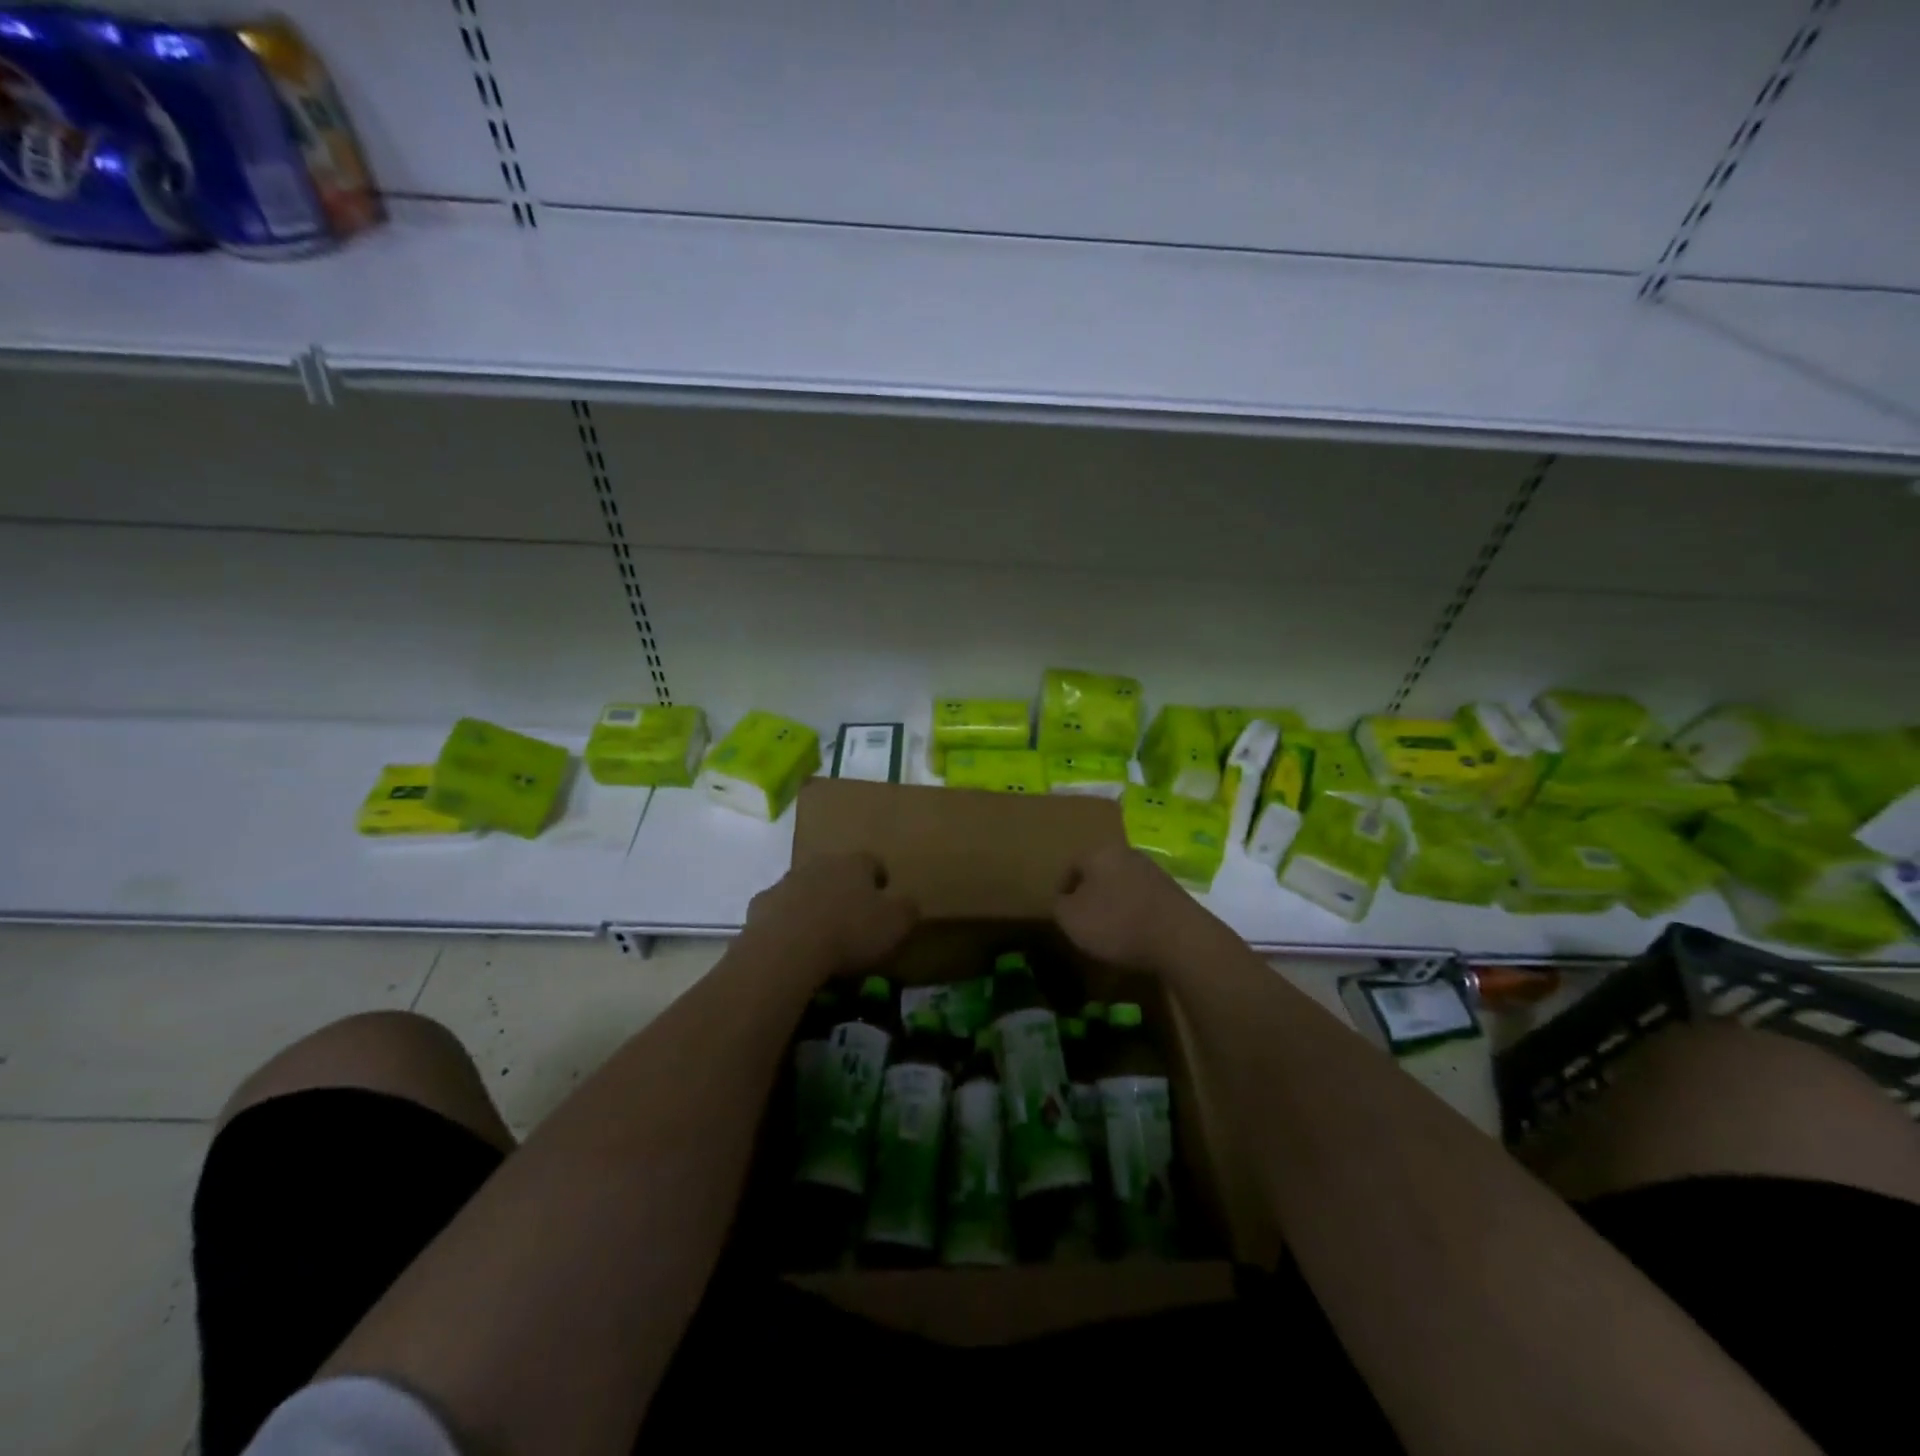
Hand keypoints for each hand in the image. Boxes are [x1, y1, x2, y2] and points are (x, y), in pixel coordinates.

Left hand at [743, 852, 917, 979]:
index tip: (883, 898)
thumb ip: (907, 909)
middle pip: (836, 871)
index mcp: (855, 864)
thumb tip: (908, 903)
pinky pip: (779, 910)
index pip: (873, 862)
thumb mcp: (896, 925)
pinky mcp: (760, 904)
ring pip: (806, 888)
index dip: (880, 879)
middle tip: (852, 918)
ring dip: (814, 903)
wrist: (787, 949)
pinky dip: (787, 922)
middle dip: (844, 889)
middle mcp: (820, 863)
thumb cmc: (849, 933)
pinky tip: (793, 946)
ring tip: (821, 934)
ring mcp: (786, 882)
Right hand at [1053, 844, 1222, 972]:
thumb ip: (1058, 906)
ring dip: (1114, 904)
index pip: (1070, 865)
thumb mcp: (1071, 919)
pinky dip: (1135, 914)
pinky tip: (1135, 935)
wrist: (1180, 939)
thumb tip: (1062, 901)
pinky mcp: (1173, 892)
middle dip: (1090, 894)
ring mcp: (1153, 871)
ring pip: (1122, 885)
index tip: (1061, 914)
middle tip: (1084, 921)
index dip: (1062, 890)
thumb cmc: (1117, 923)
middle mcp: (1127, 853)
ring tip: (1110, 932)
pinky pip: (1143, 899)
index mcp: (1099, 852)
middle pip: (1099, 872)